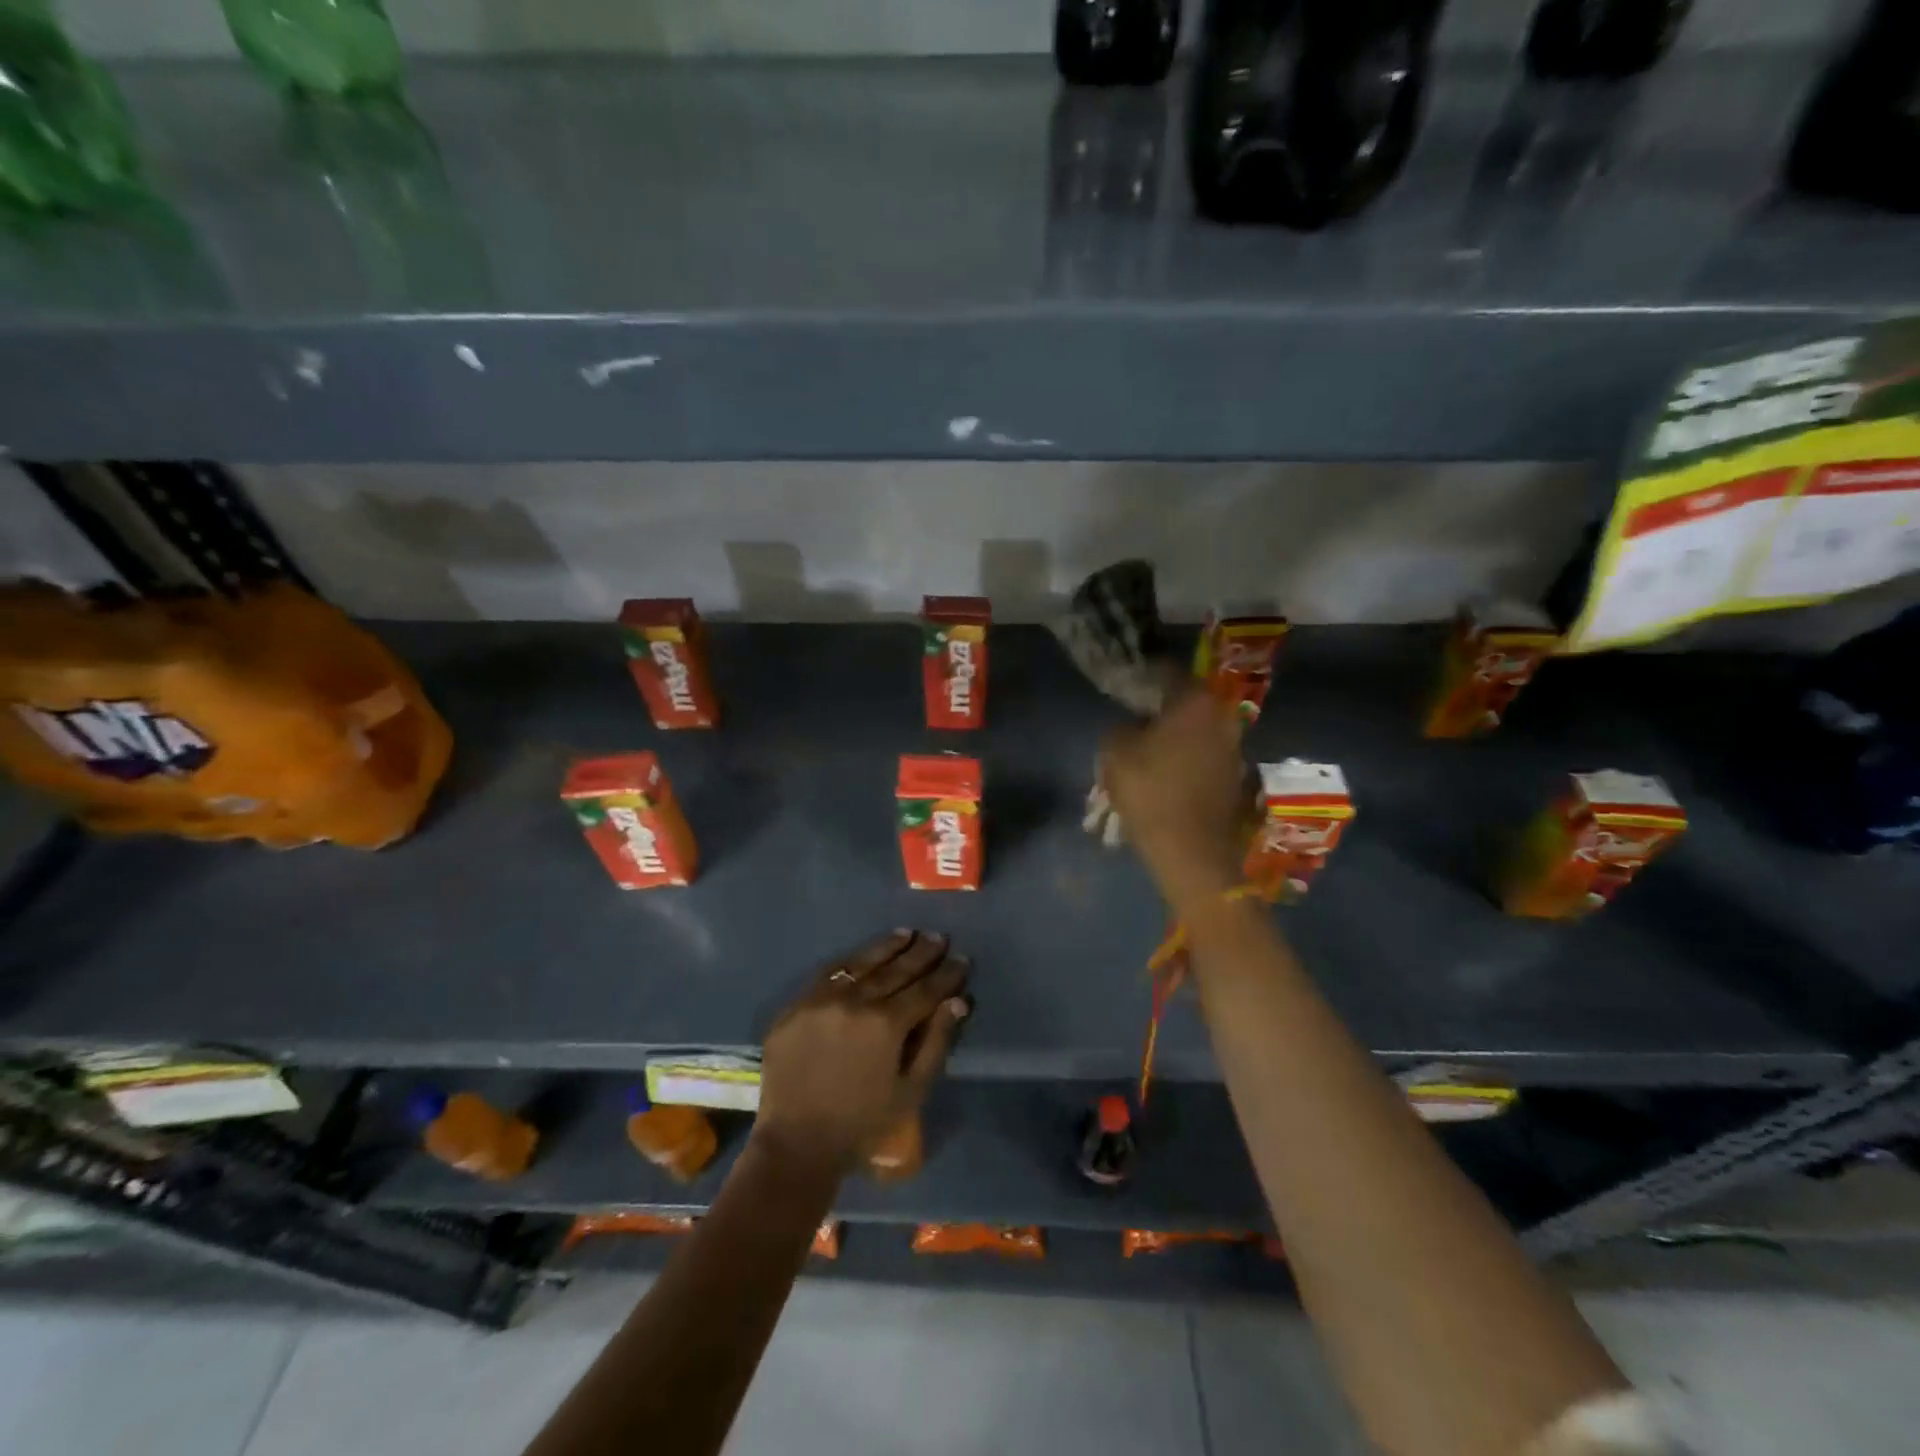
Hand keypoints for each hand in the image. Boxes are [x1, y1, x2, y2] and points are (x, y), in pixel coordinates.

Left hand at [752, 930, 970, 1173]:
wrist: (797, 1143)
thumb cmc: (863, 1123)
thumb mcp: (911, 1090)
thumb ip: (936, 1042)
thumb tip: (958, 1001)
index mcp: (886, 1024)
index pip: (925, 989)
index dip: (946, 974)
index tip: (962, 959)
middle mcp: (855, 1001)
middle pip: (896, 969)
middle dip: (922, 953)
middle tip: (939, 937)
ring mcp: (822, 999)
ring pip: (862, 963)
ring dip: (888, 947)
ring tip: (908, 934)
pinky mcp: (797, 1004)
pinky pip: (829, 973)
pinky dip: (852, 961)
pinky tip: (865, 954)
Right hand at [1100, 687, 1248, 915]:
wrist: (1190, 850)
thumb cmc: (1150, 792)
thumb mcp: (1114, 750)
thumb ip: (1121, 726)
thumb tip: (1133, 726)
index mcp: (1196, 701)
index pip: (1166, 671)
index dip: (1142, 674)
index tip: (1124, 683)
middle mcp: (1223, 717)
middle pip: (1185, 701)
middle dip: (1160, 707)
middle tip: (1134, 717)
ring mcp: (1234, 748)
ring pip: (1196, 729)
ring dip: (1174, 734)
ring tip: (1146, 749)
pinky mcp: (1235, 776)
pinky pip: (1203, 754)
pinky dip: (1185, 757)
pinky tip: (1164, 773)